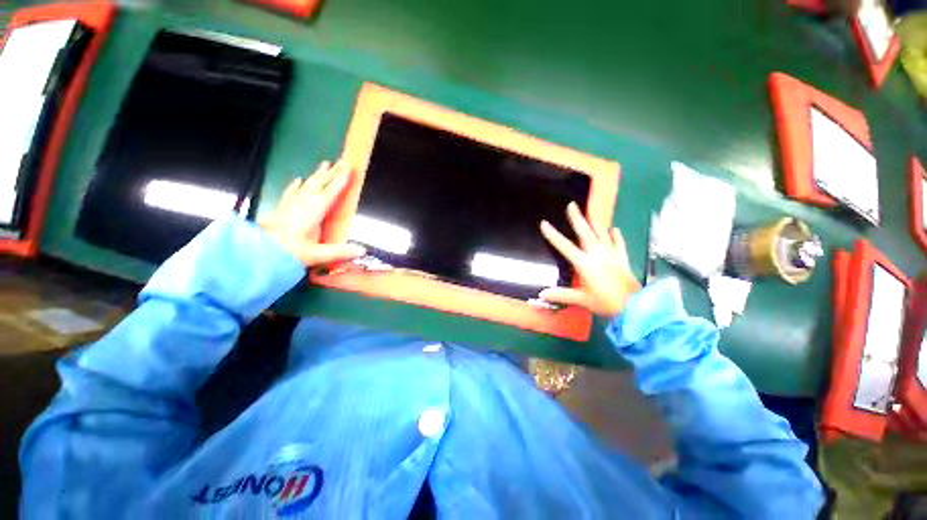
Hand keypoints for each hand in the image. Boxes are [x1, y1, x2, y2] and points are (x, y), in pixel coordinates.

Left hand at [260, 159, 365, 266]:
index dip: (342, 179)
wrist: (259, 253)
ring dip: (318, 174)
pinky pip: (292, 191)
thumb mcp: (318, 255)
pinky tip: (297, 180)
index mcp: (314, 211)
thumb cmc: (289, 252)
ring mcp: (292, 203)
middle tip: (342, 161)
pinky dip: (297, 185)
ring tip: (325, 164)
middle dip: (333, 172)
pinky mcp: (283, 208)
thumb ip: (341, 251)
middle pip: (320, 182)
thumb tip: (363, 250)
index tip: (350, 168)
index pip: (331, 191)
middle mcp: (303, 203)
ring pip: (308, 184)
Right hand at [539, 202, 640, 318]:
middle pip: (585, 233)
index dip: (553, 235)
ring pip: (601, 234)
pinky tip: (615, 229)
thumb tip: (542, 294)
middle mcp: (597, 255)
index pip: (565, 247)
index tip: (544, 223)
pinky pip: (619, 244)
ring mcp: (611, 255)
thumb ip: (561, 295)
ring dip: (595, 223)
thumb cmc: (606, 302)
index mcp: (585, 264)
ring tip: (590, 213)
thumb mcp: (581, 300)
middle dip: (577, 218)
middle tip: (571, 205)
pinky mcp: (622, 259)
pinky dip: (616, 236)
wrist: (636, 306)